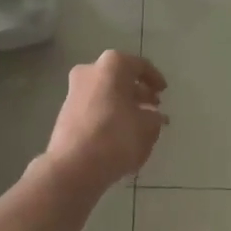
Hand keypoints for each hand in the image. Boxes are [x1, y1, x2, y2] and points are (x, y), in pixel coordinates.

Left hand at [40, 51, 167, 192]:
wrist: (73, 166)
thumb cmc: (116, 137)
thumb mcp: (147, 127)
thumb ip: (155, 118)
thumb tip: (154, 116)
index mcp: (113, 65)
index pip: (140, 66)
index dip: (155, 79)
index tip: (163, 92)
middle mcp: (90, 70)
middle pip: (121, 78)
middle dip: (138, 92)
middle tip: (153, 107)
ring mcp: (75, 90)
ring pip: (107, 92)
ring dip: (124, 104)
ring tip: (140, 123)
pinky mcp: (66, 110)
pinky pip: (95, 106)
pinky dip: (109, 113)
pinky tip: (121, 132)